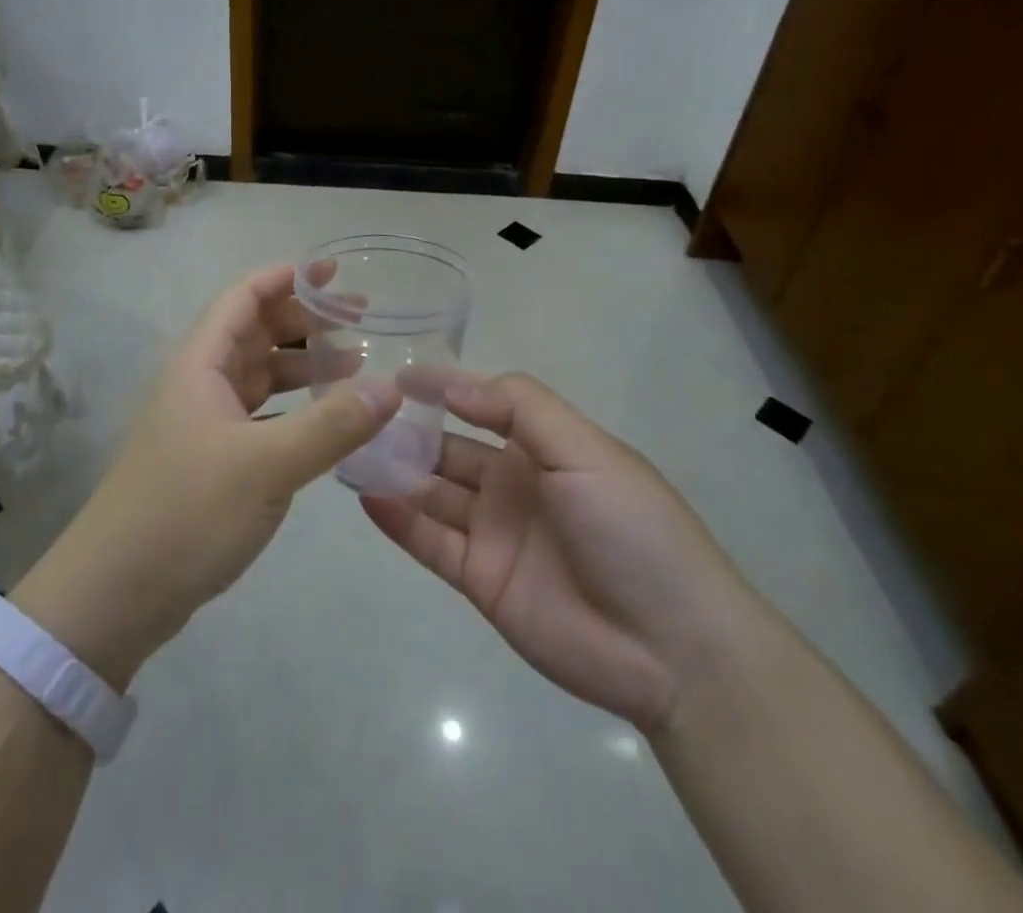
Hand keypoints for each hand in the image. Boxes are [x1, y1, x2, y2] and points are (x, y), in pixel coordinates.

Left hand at [13, 264, 400, 688]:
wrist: (114, 595)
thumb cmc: (186, 512)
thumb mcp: (266, 465)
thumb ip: (331, 424)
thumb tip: (392, 387)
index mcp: (201, 364)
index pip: (243, 298)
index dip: (285, 278)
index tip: (332, 271)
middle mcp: (199, 383)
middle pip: (254, 332)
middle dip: (304, 321)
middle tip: (360, 321)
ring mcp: (203, 424)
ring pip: (258, 376)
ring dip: (302, 366)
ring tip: (355, 367)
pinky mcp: (210, 461)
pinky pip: (259, 415)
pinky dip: (293, 409)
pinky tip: (326, 421)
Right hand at [362, 372, 755, 732]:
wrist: (673, 648)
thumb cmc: (632, 529)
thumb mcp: (585, 450)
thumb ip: (520, 409)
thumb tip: (453, 387)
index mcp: (543, 447)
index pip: (483, 405)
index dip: (444, 388)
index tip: (398, 375)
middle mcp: (513, 484)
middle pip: (448, 449)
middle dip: (408, 431)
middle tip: (356, 414)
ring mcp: (494, 533)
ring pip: (432, 493)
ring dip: (395, 472)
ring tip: (349, 451)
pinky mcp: (480, 580)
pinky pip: (431, 543)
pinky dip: (399, 520)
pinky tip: (368, 497)